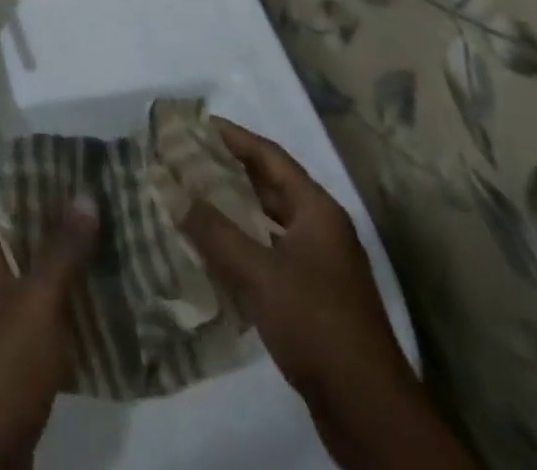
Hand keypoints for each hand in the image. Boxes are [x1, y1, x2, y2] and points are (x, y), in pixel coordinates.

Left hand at [0, 205, 97, 468]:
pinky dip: (66, 300)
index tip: (79, 169)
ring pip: (35, 272)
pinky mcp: (11, 348)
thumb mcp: (39, 300)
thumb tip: (84, 193)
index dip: (40, 183)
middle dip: (62, 223)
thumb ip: (62, 247)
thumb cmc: (4, 362)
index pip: (7, 199)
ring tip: (112, 241)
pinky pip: (41, 309)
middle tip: (105, 203)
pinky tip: (103, 294)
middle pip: (23, 235)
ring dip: (67, 262)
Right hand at [184, 122, 471, 469]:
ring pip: (268, 222)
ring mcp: (320, 266)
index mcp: (318, 210)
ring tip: (190, 196)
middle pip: (270, 187)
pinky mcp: (312, 298)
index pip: (271, 157)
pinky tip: (211, 249)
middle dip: (229, 171)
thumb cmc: (316, 323)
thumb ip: (211, 228)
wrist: (368, 412)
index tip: (197, 125)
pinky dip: (242, 244)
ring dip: (233, 210)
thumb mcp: (258, 271)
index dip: (234, 137)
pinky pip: (269, 254)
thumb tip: (167, 185)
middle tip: (186, 159)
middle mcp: (322, 230)